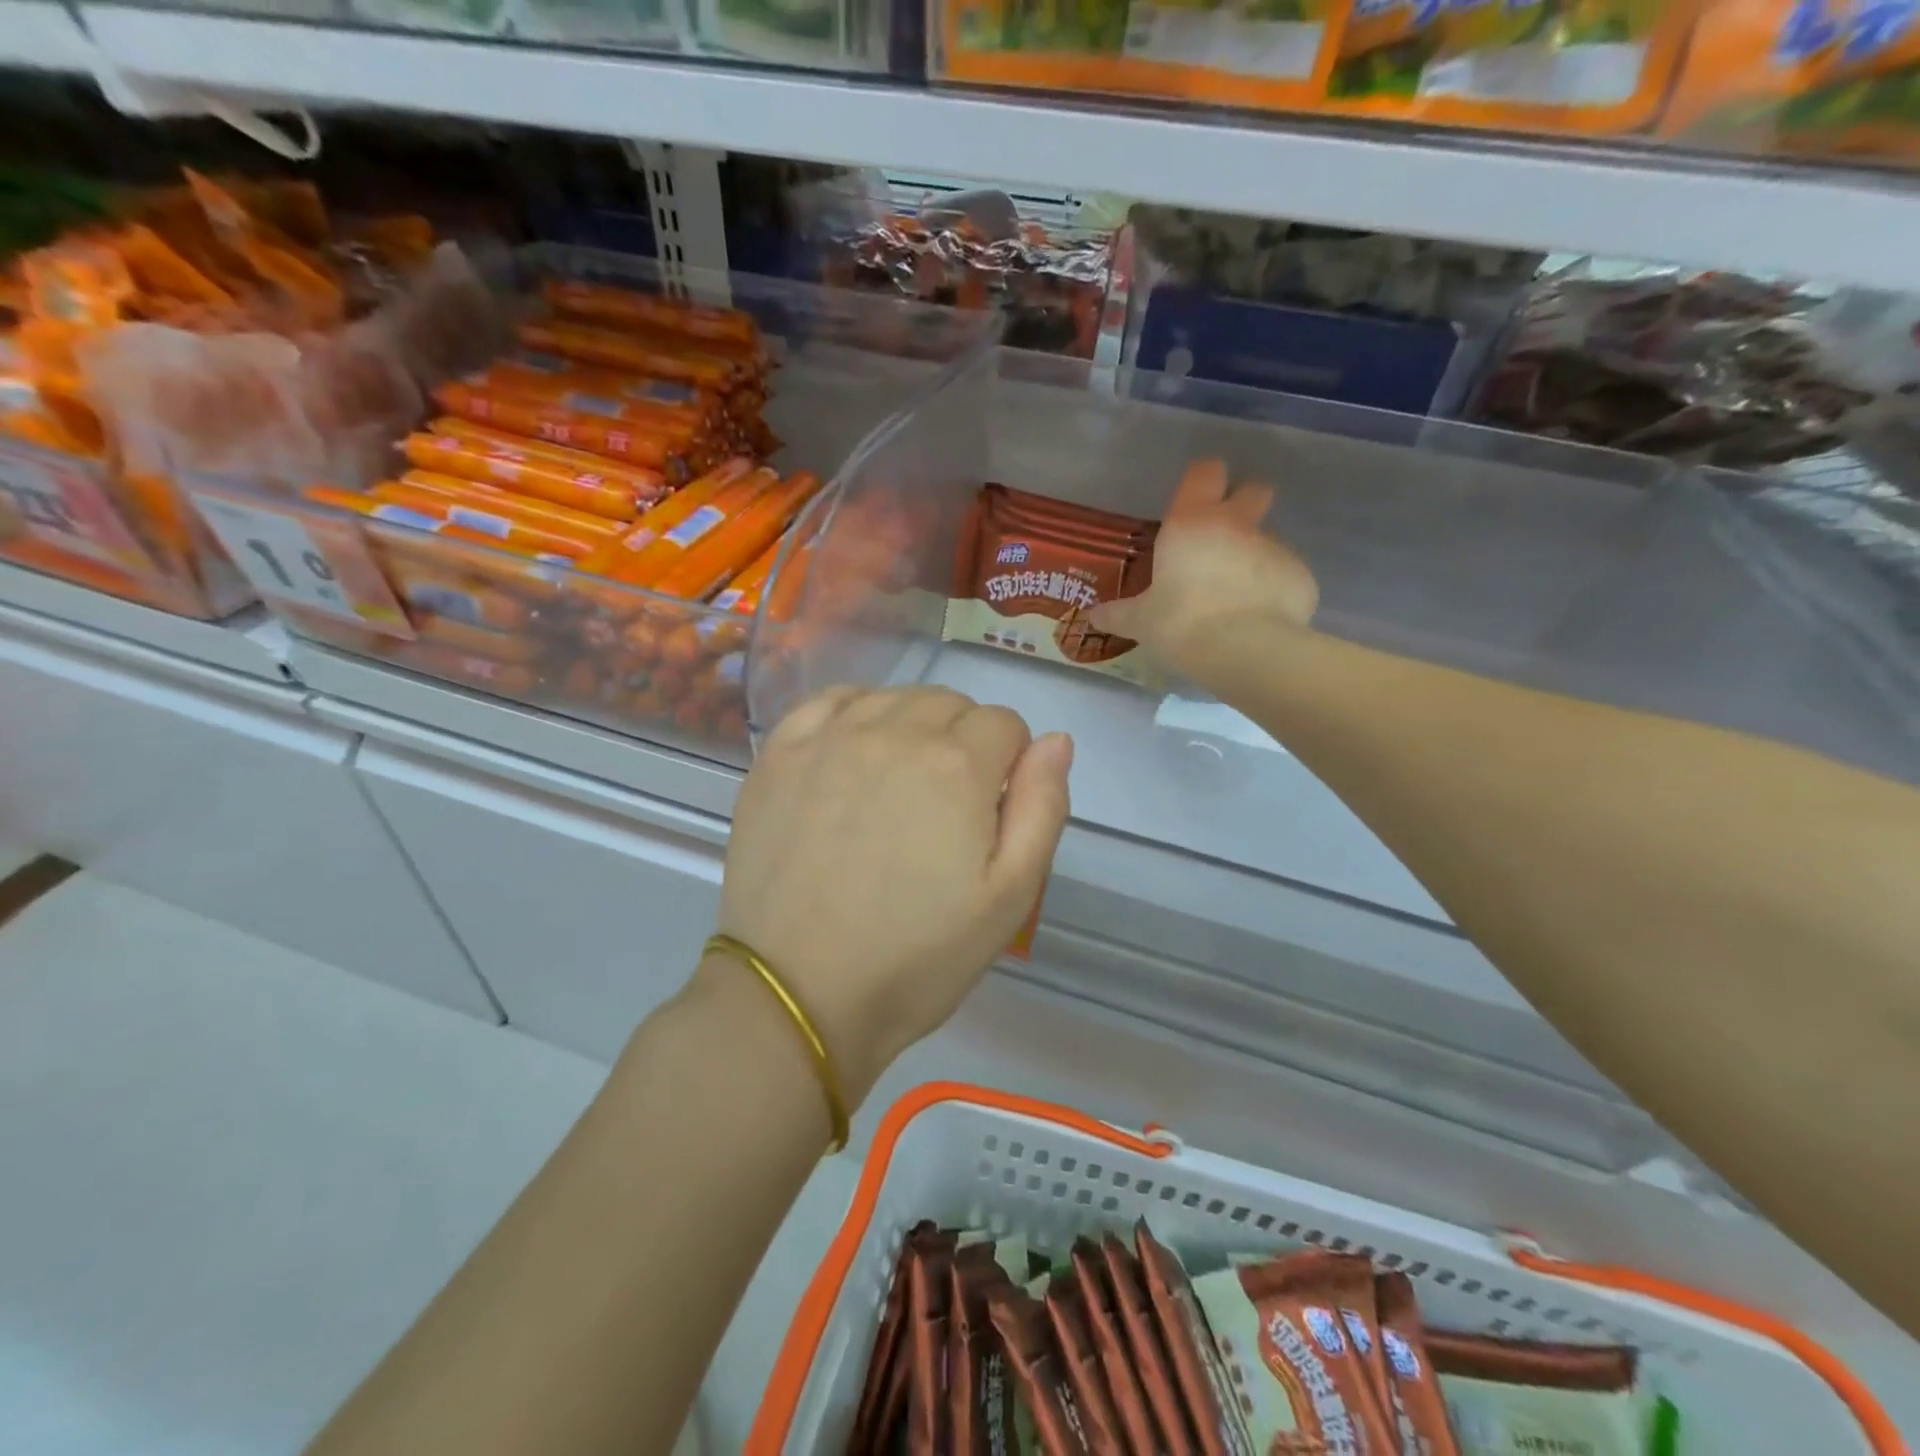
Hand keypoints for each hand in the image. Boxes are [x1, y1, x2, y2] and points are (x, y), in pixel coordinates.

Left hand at [712, 686, 1071, 1102]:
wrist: (799, 994)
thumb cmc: (917, 956)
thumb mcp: (1010, 897)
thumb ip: (1042, 808)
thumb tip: (1056, 740)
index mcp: (957, 765)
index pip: (1005, 724)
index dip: (1009, 765)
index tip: (990, 811)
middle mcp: (894, 732)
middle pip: (950, 704)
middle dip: (965, 742)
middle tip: (946, 807)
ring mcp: (830, 738)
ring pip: (894, 698)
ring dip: (912, 727)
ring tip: (899, 786)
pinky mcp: (780, 754)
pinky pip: (830, 701)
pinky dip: (854, 714)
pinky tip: (852, 752)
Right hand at [1091, 459, 1317, 674]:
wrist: (1243, 650)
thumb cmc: (1180, 623)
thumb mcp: (1140, 622)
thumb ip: (1118, 614)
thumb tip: (1092, 616)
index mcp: (1192, 523)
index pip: (1205, 472)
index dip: (1202, 479)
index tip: (1195, 497)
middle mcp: (1237, 524)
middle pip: (1254, 489)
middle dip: (1244, 503)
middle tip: (1225, 536)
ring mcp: (1274, 547)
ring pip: (1267, 538)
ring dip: (1254, 557)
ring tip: (1238, 596)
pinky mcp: (1301, 575)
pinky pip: (1285, 575)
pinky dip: (1274, 590)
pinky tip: (1260, 618)